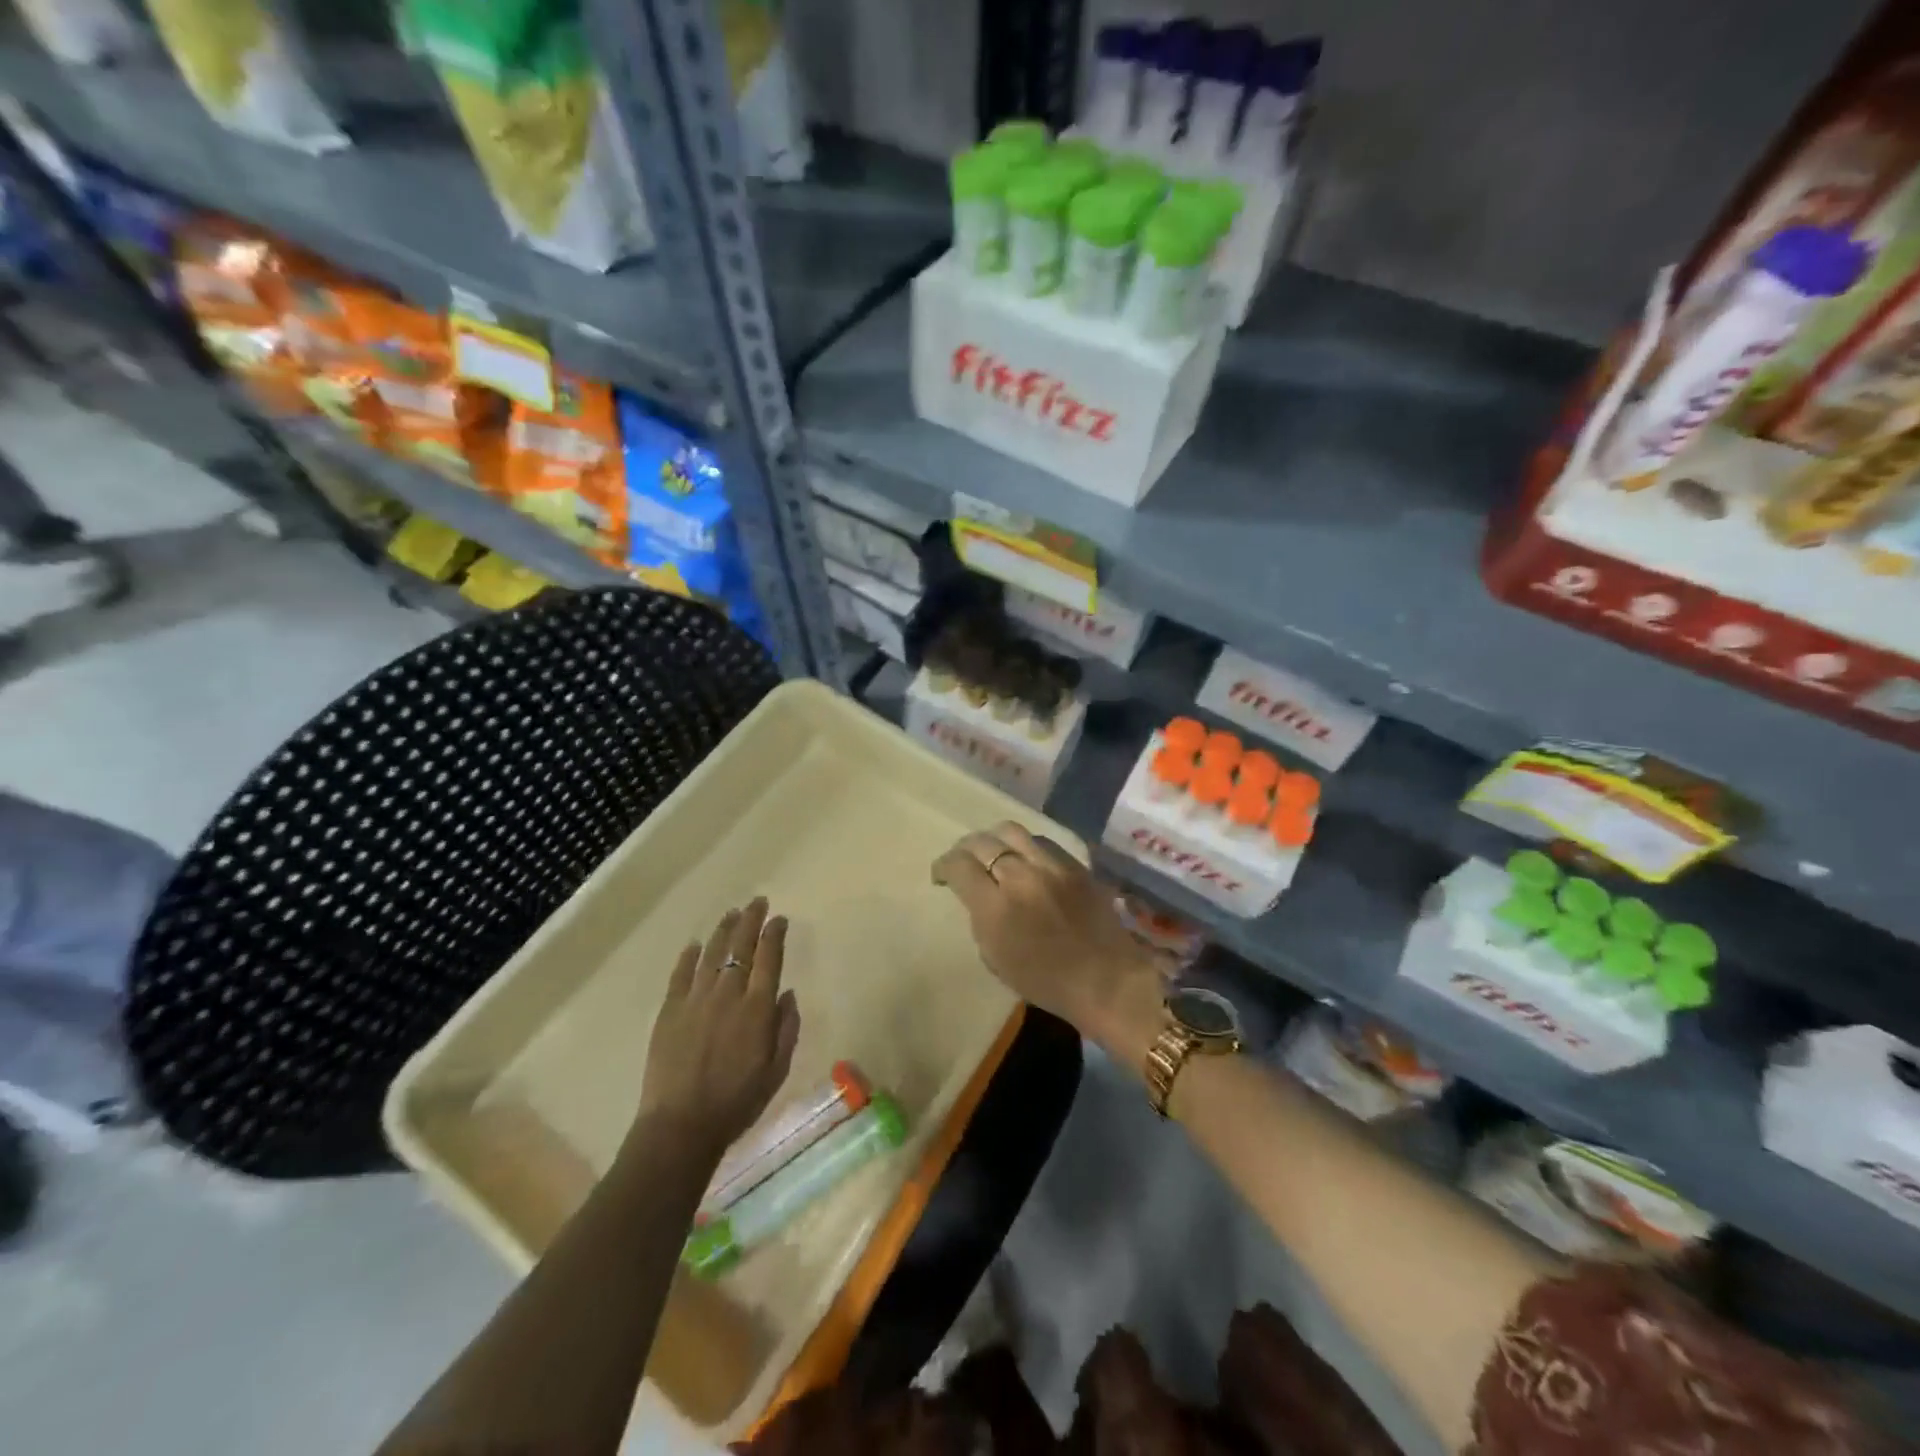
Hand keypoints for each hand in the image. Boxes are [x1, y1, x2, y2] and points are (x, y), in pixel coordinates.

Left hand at [636, 898, 800, 1162]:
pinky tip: (695, 945)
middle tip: (757, 902)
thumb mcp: (776, 1070)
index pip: (769, 957)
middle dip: (751, 920)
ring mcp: (695, 1000)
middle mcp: (727, 994)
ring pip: (711, 953)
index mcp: (757, 1008)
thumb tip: (787, 994)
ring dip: (724, 930)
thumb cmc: (737, 1102)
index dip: (774, 934)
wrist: (681, 1126)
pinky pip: (680, 975)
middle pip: (740, 947)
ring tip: (732, 914)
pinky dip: (689, 957)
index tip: (779, 919)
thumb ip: (786, 1029)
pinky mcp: (669, 1011)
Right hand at [932, 823, 1162, 1059]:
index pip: (959, 866)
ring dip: (993, 839)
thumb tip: (977, 894)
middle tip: (963, 862)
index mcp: (995, 908)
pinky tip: (1024, 857)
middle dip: (965, 850)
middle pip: (982, 842)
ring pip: (1011, 831)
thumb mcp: (996, 958)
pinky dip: (1024, 845)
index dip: (943, 866)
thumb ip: (980, 918)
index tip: (941, 875)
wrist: (1106, 981)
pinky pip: (1041, 841)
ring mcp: (1051, 866)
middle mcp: (1020, 877)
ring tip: (992, 851)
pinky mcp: (1075, 864)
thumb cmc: (1046, 983)